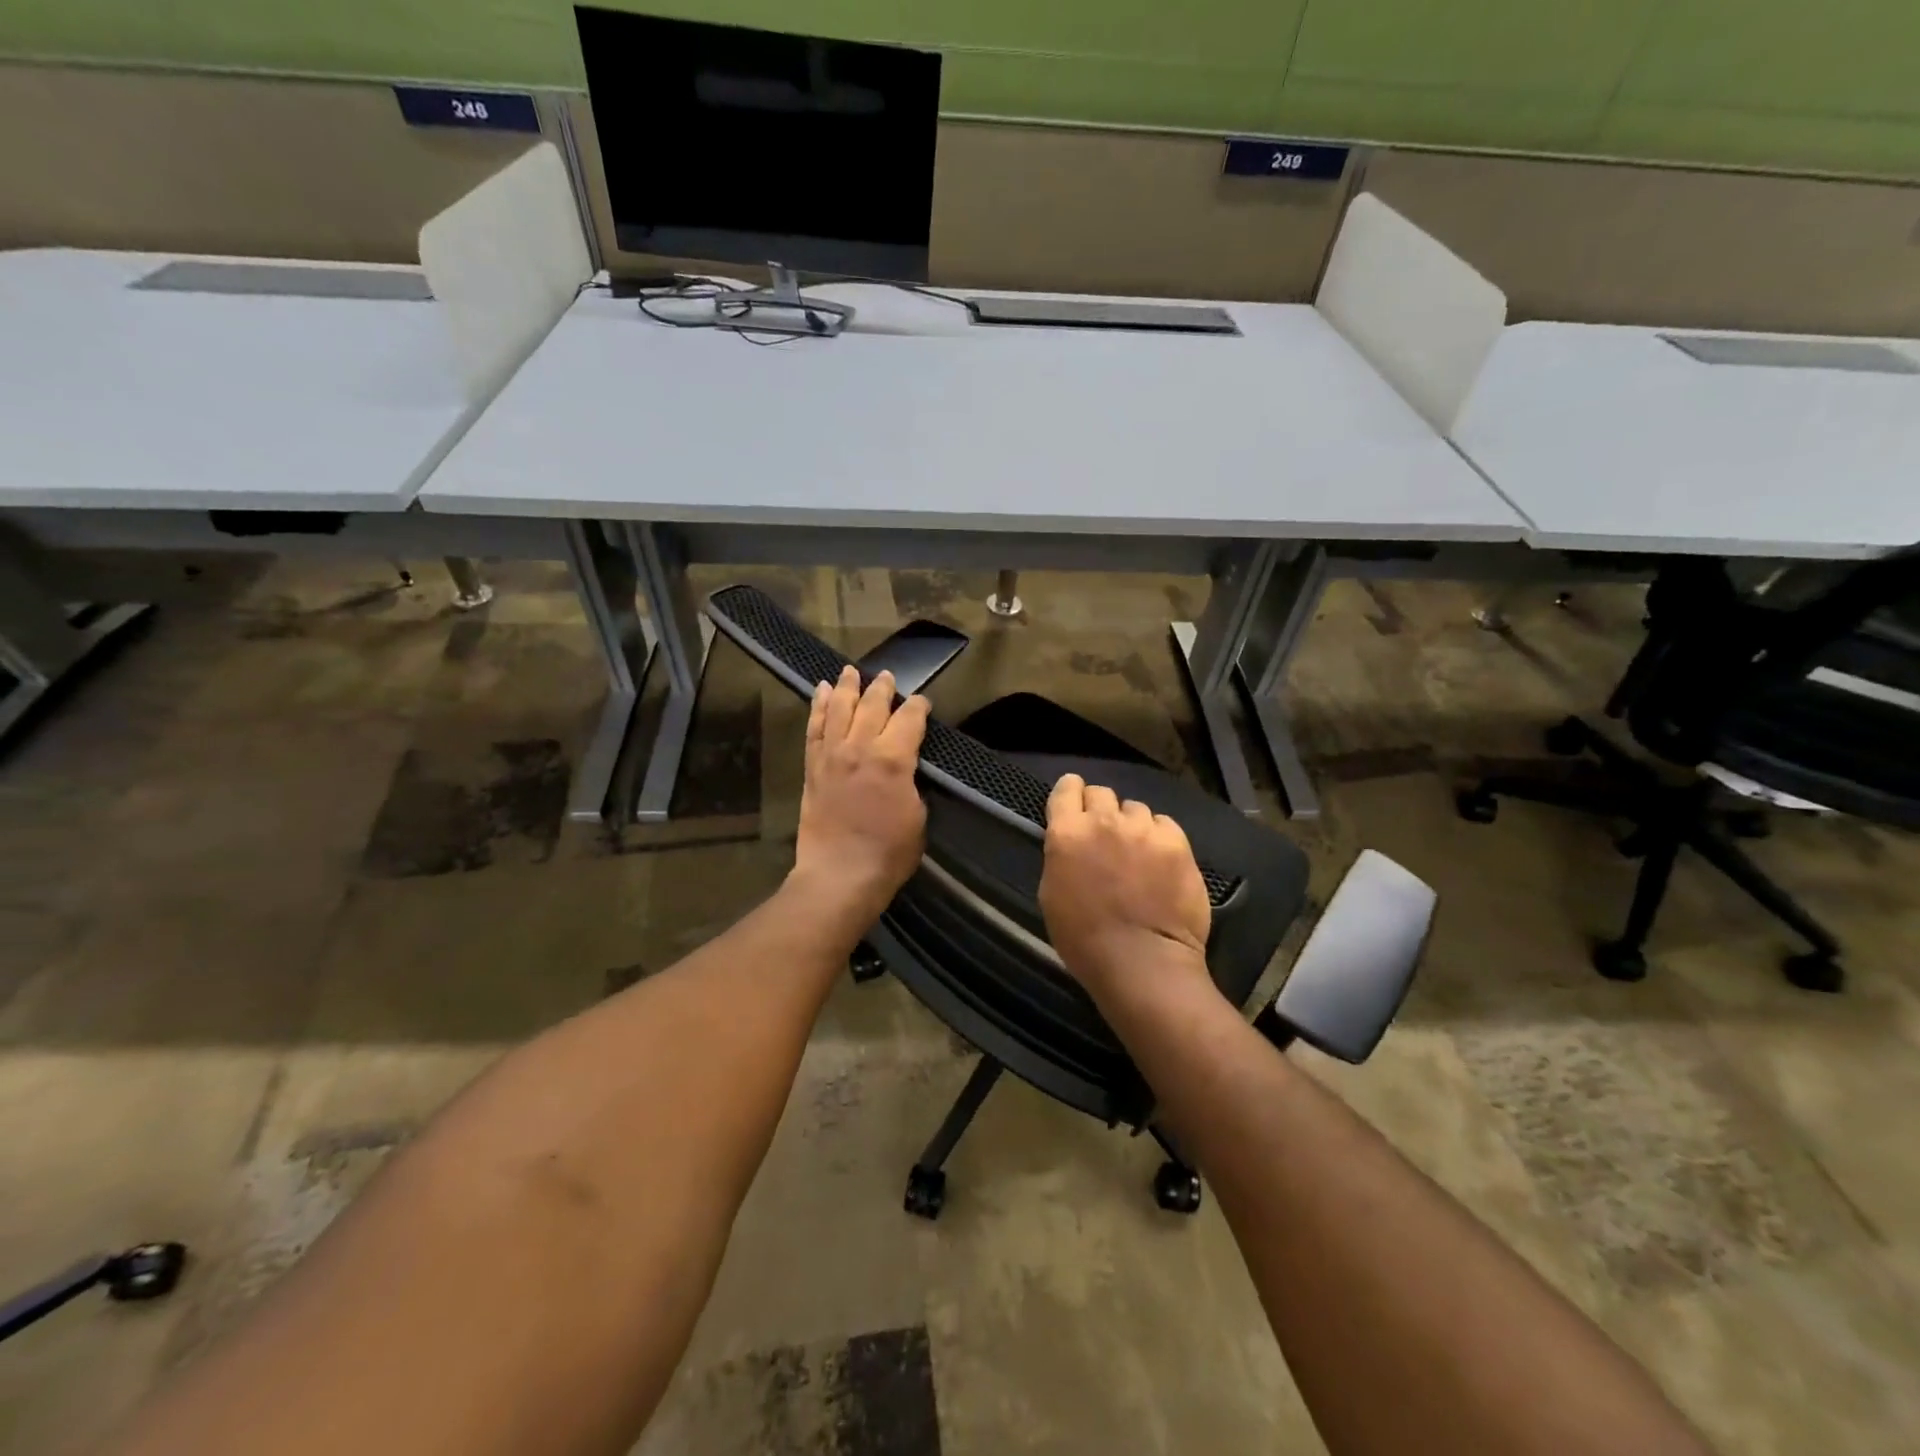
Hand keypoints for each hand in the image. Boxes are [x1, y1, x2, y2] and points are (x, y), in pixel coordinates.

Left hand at [791, 665, 929, 923]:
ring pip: (839, 709)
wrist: (839, 875)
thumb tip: (905, 767)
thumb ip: (911, 782)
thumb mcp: (917, 816)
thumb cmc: (889, 853)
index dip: (918, 707)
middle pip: (872, 706)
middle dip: (883, 688)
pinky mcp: (812, 767)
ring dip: (847, 688)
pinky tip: (820, 693)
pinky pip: (814, 729)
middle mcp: (860, 748)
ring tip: (851, 672)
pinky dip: (817, 708)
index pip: (909, 719)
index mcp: (893, 759)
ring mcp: (832, 755)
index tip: (922, 702)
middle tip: (888, 676)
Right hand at [1039, 773, 1211, 996]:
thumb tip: (1073, 843)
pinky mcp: (1177, 842)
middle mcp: (1104, 821)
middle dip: (1101, 809)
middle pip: (1101, 793)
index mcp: (1067, 833)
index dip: (1070, 793)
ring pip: (1135, 809)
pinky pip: (1164, 824)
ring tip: (1137, 852)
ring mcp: (1143, 829)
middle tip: (1105, 835)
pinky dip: (1159, 837)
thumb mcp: (1052, 893)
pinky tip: (1160, 861)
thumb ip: (1062, 855)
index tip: (1075, 803)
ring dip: (1132, 825)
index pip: (1066, 788)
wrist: (1141, 962)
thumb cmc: (1084, 939)